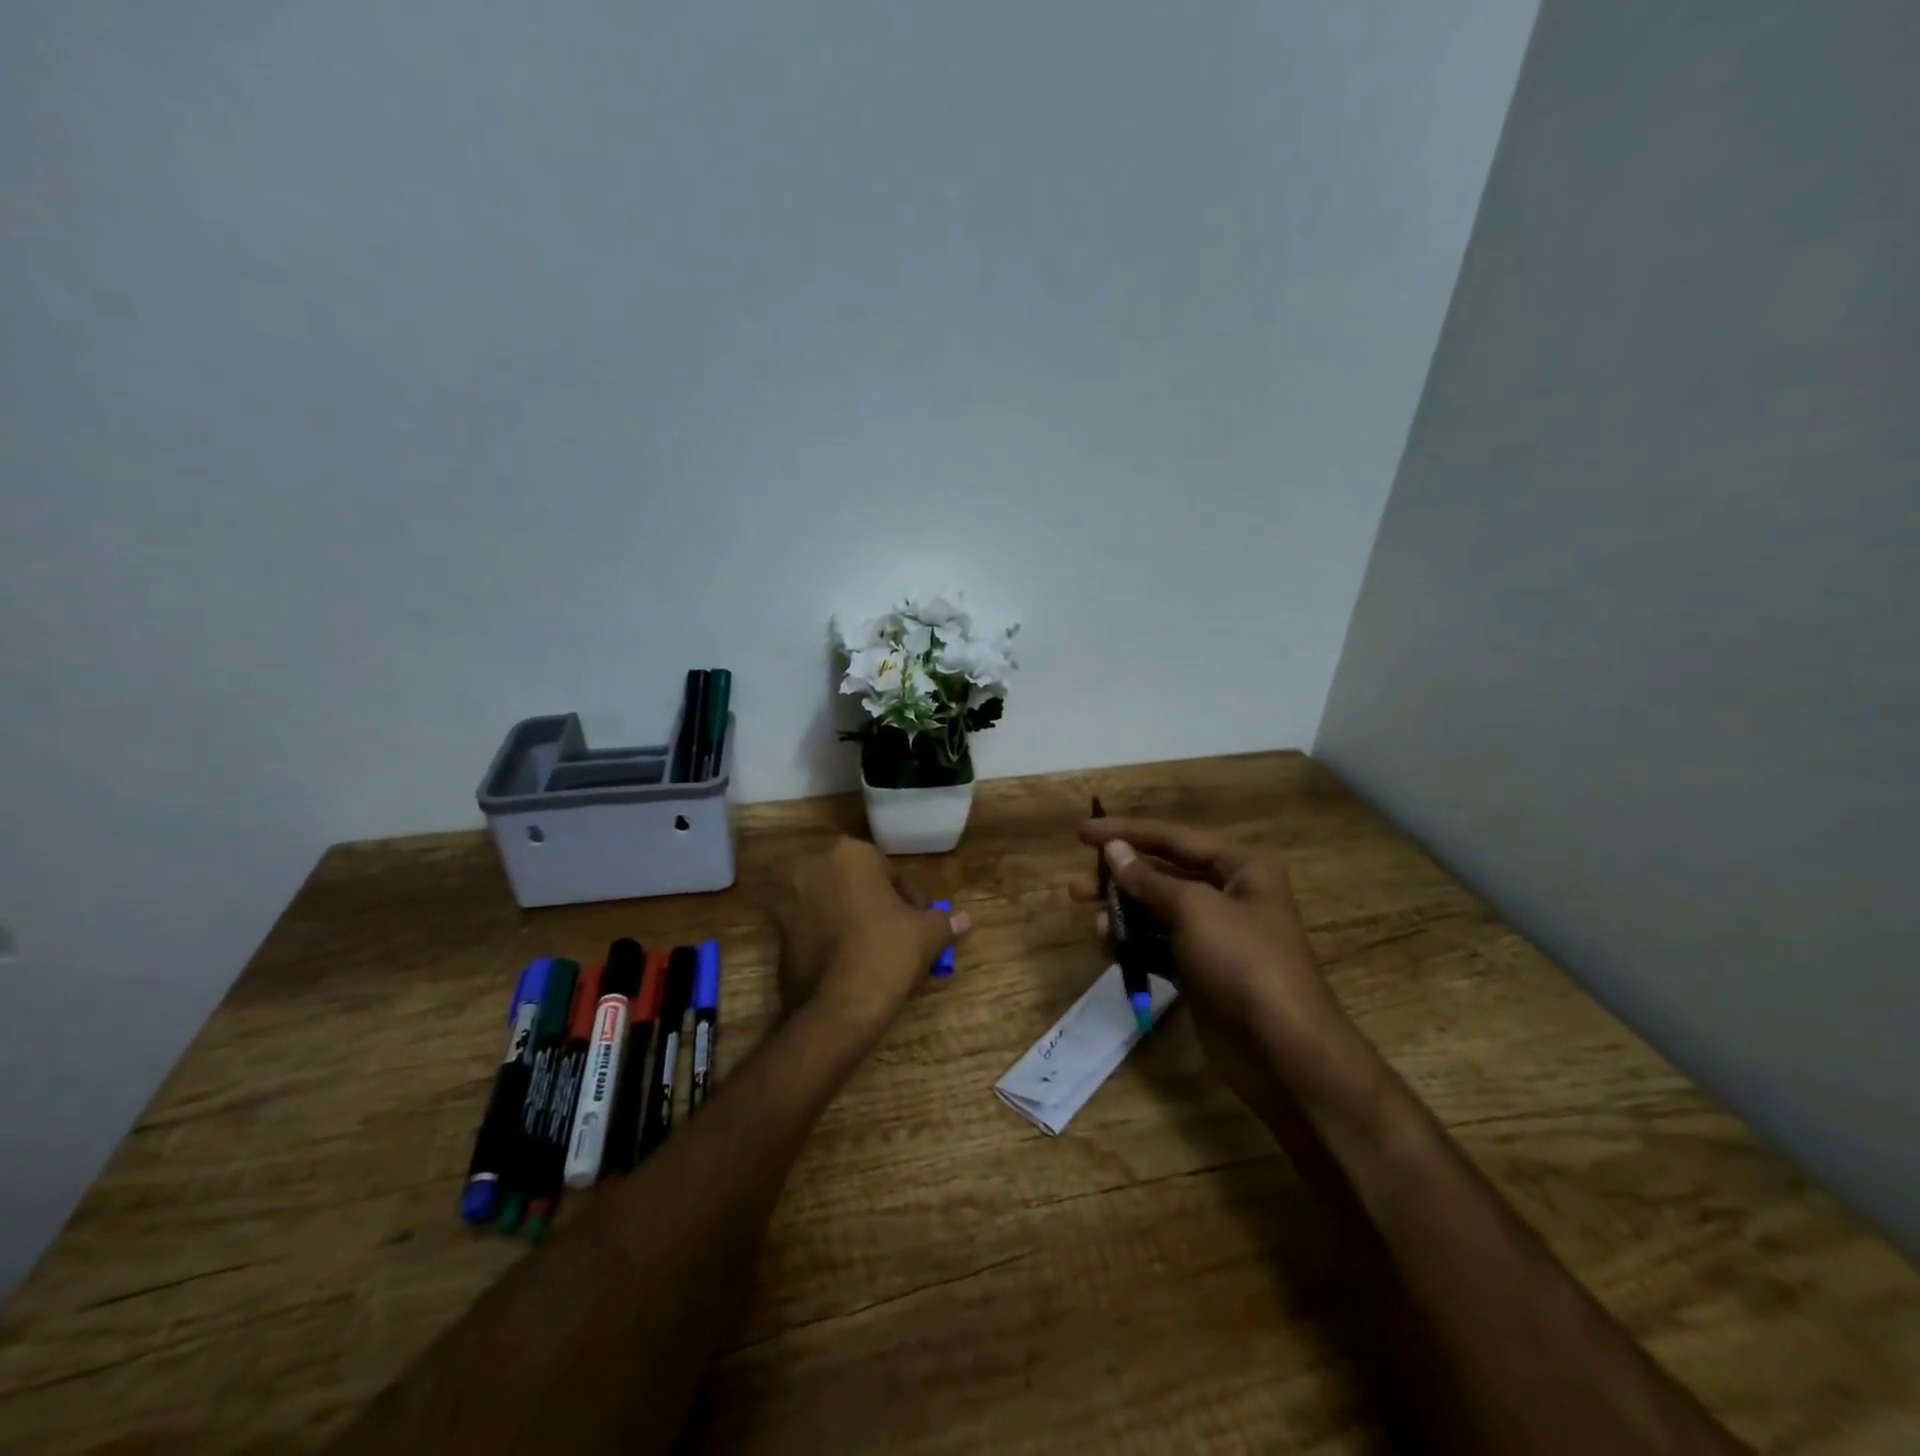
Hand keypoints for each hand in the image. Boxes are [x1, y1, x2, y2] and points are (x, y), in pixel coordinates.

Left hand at [778, 837, 969, 1037]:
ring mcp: (790, 902)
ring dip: (853, 923)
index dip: (910, 899)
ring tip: (876, 955)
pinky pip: (814, 931)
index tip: (920, 924)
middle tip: (899, 937)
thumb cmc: (887, 952)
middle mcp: (813, 868)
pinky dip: (832, 941)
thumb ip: (944, 920)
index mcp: (850, 854)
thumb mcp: (926, 934)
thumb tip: (965, 919)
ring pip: (834, 907)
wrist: (838, 1006)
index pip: (889, 872)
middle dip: (878, 907)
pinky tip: (851, 967)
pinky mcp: (778, 936)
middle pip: (858, 886)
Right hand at [1071, 817, 1359, 1111]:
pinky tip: (1112, 948)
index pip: (1172, 837)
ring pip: (1158, 911)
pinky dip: (1137, 944)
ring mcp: (1216, 935)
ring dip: (1125, 914)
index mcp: (1240, 867)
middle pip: (1162, 874)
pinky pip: (1161, 945)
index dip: (1124, 832)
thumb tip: (1114, 850)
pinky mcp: (1203, 970)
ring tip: (1095, 923)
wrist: (1283, 1051)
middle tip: (1077, 888)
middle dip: (1120, 879)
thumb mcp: (1193, 909)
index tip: (1081, 833)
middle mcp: (1230, 893)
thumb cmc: (1243, 962)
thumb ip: (1149, 879)